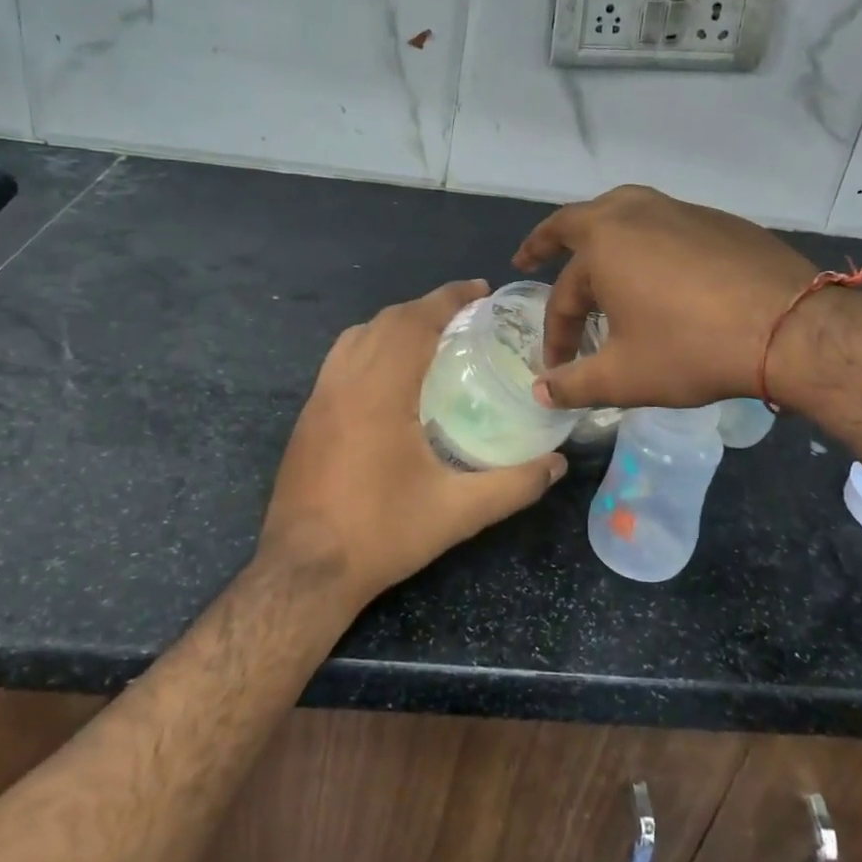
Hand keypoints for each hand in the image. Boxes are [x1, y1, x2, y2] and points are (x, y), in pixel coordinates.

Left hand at [259, 280, 565, 613]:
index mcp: (380, 392)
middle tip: (465, 315)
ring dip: (395, 324)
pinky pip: (340, 358)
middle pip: (386, 321)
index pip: (415, 322)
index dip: (448, 298)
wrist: (303, 571)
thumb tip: (558, 464)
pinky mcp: (308, 416)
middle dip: (426, 307)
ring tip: (430, 337)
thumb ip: (514, 485)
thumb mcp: (457, 513)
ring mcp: (319, 397)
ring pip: (357, 336)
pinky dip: (370, 345)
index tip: (480, 289)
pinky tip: (390, 376)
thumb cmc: (381, 535)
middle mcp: (344, 381)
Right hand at [512, 185, 822, 410]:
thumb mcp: (625, 377)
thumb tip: (540, 392)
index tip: (559, 365)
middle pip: (577, 220)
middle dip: (547, 240)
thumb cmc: (693, 348)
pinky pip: (663, 222)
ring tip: (592, 254)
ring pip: (623, 211)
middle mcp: (634, 214)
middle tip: (529, 258)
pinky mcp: (717, 219)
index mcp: (602, 245)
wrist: (791, 328)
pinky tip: (658, 270)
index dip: (557, 334)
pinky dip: (644, 239)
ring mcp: (679, 210)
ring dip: (597, 232)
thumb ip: (575, 384)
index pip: (564, 295)